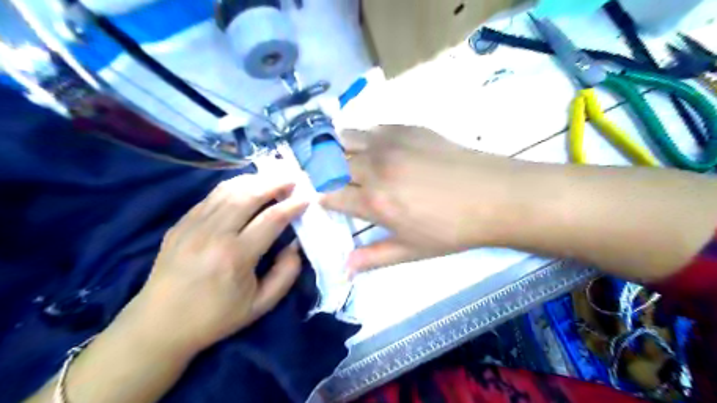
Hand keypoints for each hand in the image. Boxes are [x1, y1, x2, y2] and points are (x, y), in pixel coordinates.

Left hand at [117, 175, 307, 354]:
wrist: (159, 325)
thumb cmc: (215, 317)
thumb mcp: (261, 305)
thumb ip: (286, 274)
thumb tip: (295, 244)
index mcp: (236, 257)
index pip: (272, 219)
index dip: (293, 205)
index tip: (308, 198)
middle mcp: (214, 234)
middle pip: (249, 195)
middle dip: (276, 183)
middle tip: (293, 178)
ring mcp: (193, 225)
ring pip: (229, 190)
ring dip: (255, 180)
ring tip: (273, 178)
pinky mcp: (181, 223)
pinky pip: (212, 196)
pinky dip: (234, 187)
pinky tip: (246, 187)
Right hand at [321, 124, 514, 272]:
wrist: (493, 196)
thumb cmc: (451, 229)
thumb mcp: (411, 251)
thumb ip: (374, 257)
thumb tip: (344, 268)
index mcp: (374, 201)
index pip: (330, 195)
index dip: (320, 198)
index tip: (322, 200)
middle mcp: (374, 168)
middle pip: (331, 163)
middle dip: (322, 171)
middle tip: (329, 179)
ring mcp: (390, 143)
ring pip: (346, 138)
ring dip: (338, 149)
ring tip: (345, 159)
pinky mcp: (407, 128)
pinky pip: (372, 127)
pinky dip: (364, 137)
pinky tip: (375, 148)